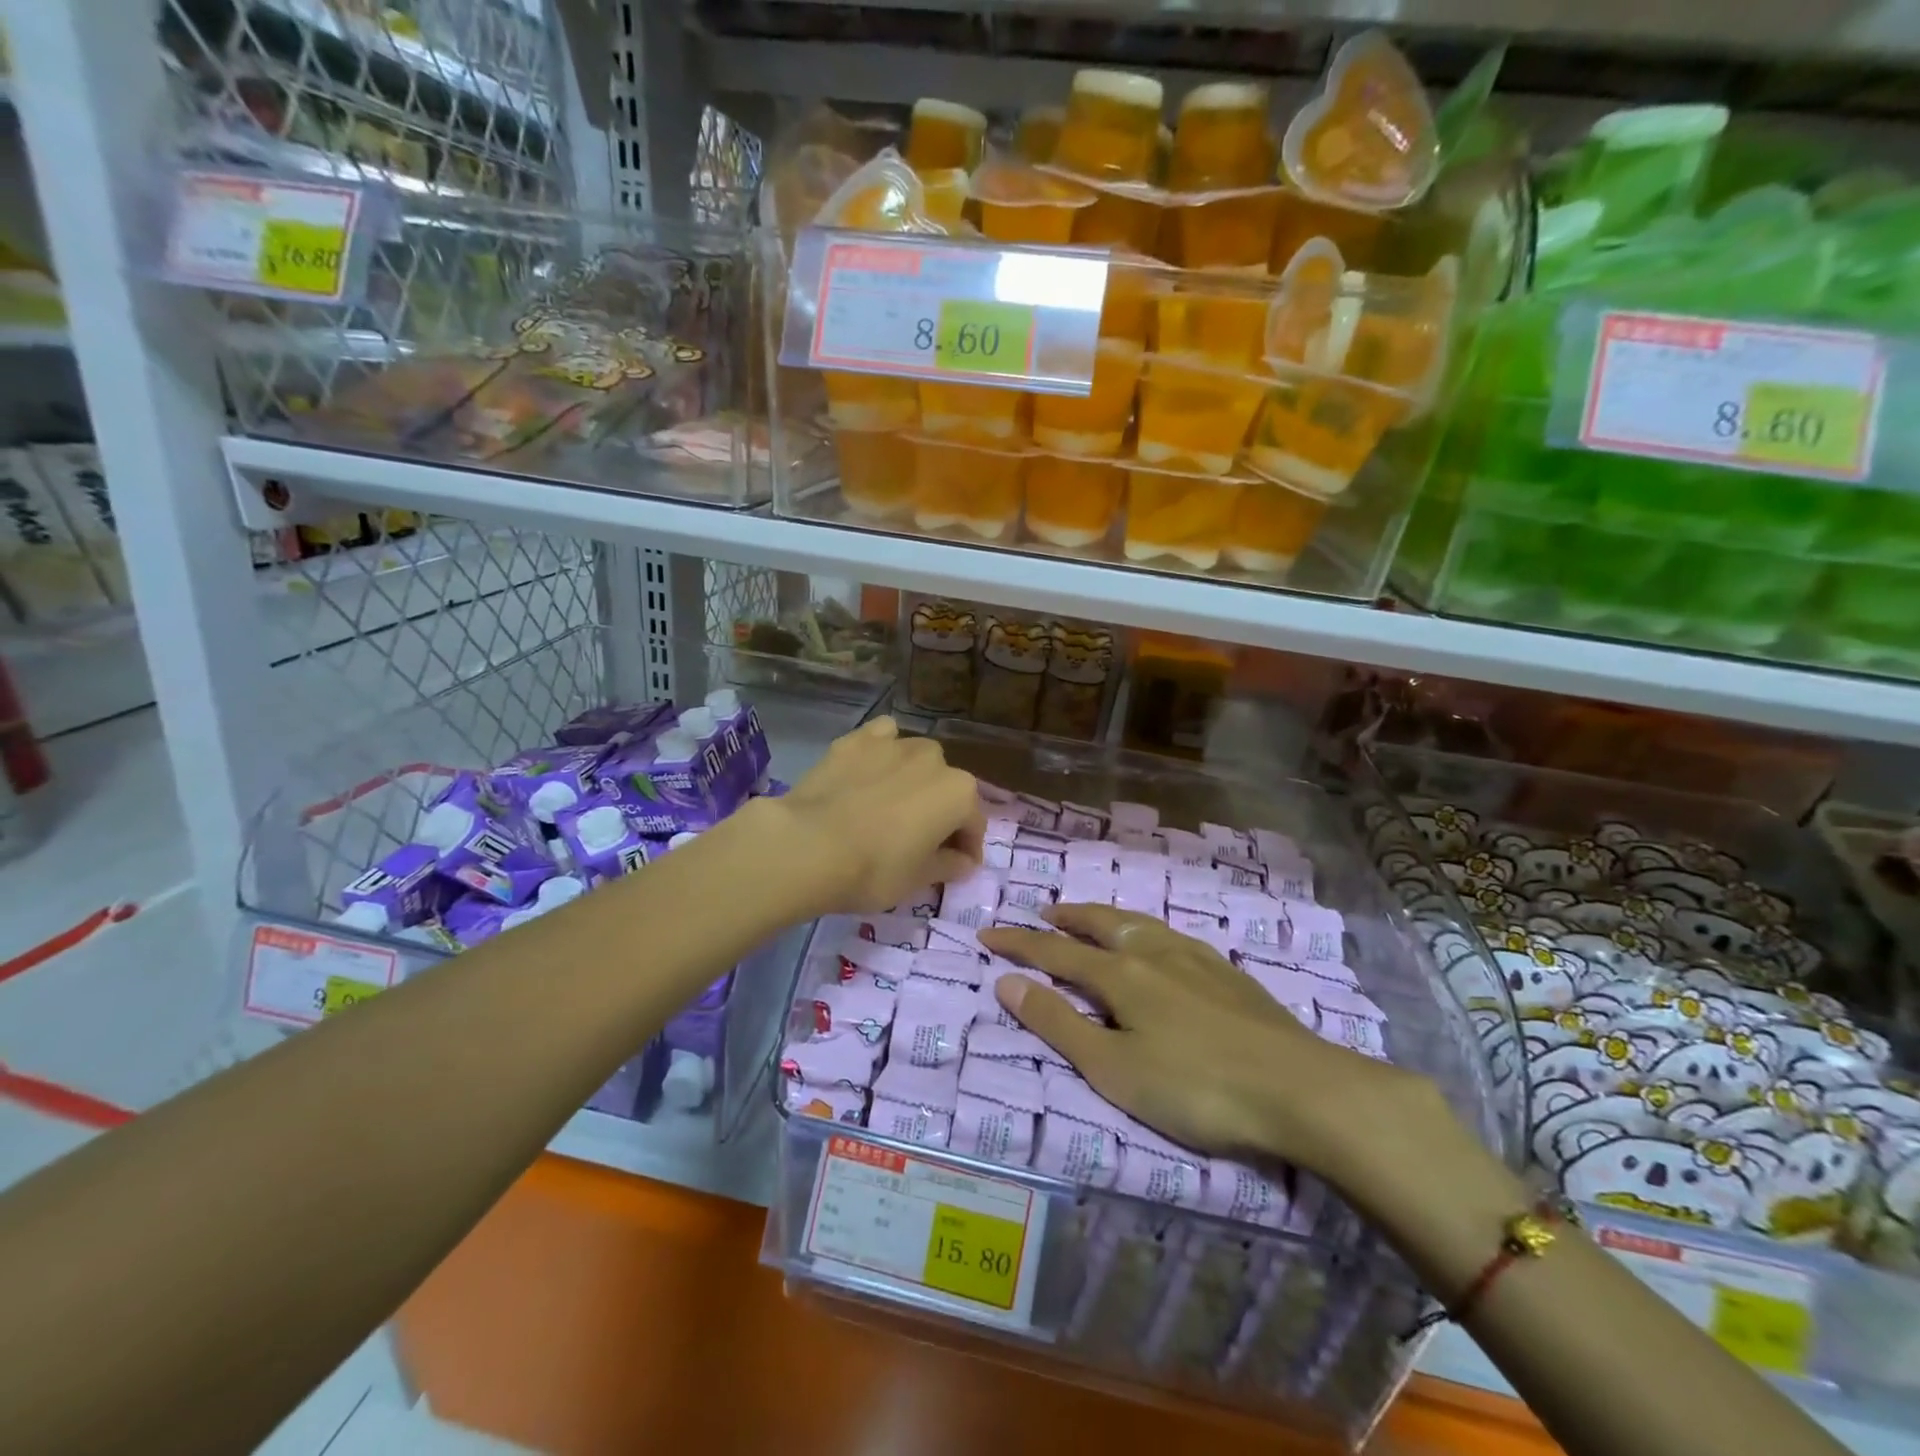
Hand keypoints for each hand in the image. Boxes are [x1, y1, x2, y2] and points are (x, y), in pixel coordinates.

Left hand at [761, 718, 983, 915]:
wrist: (808, 846)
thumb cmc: (874, 870)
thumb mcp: (918, 880)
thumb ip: (948, 866)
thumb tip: (964, 861)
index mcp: (959, 793)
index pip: (973, 824)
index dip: (966, 849)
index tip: (956, 867)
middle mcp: (934, 760)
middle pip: (946, 788)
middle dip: (940, 812)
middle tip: (919, 841)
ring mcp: (894, 744)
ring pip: (917, 760)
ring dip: (914, 780)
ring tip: (891, 805)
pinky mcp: (856, 739)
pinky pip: (882, 738)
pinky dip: (883, 751)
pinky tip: (871, 769)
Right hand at [979, 904, 1447, 1198]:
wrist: (1299, 1089)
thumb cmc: (1195, 1087)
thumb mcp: (1113, 1068)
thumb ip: (1058, 1023)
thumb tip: (1005, 981)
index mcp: (1120, 974)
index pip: (1055, 951)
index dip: (1019, 943)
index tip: (987, 935)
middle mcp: (1153, 952)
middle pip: (1100, 924)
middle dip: (1066, 918)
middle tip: (1044, 912)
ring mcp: (1195, 958)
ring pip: (1139, 924)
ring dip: (1106, 918)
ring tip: (1093, 919)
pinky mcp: (1228, 974)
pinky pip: (1171, 936)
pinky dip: (1145, 931)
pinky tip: (1159, 944)